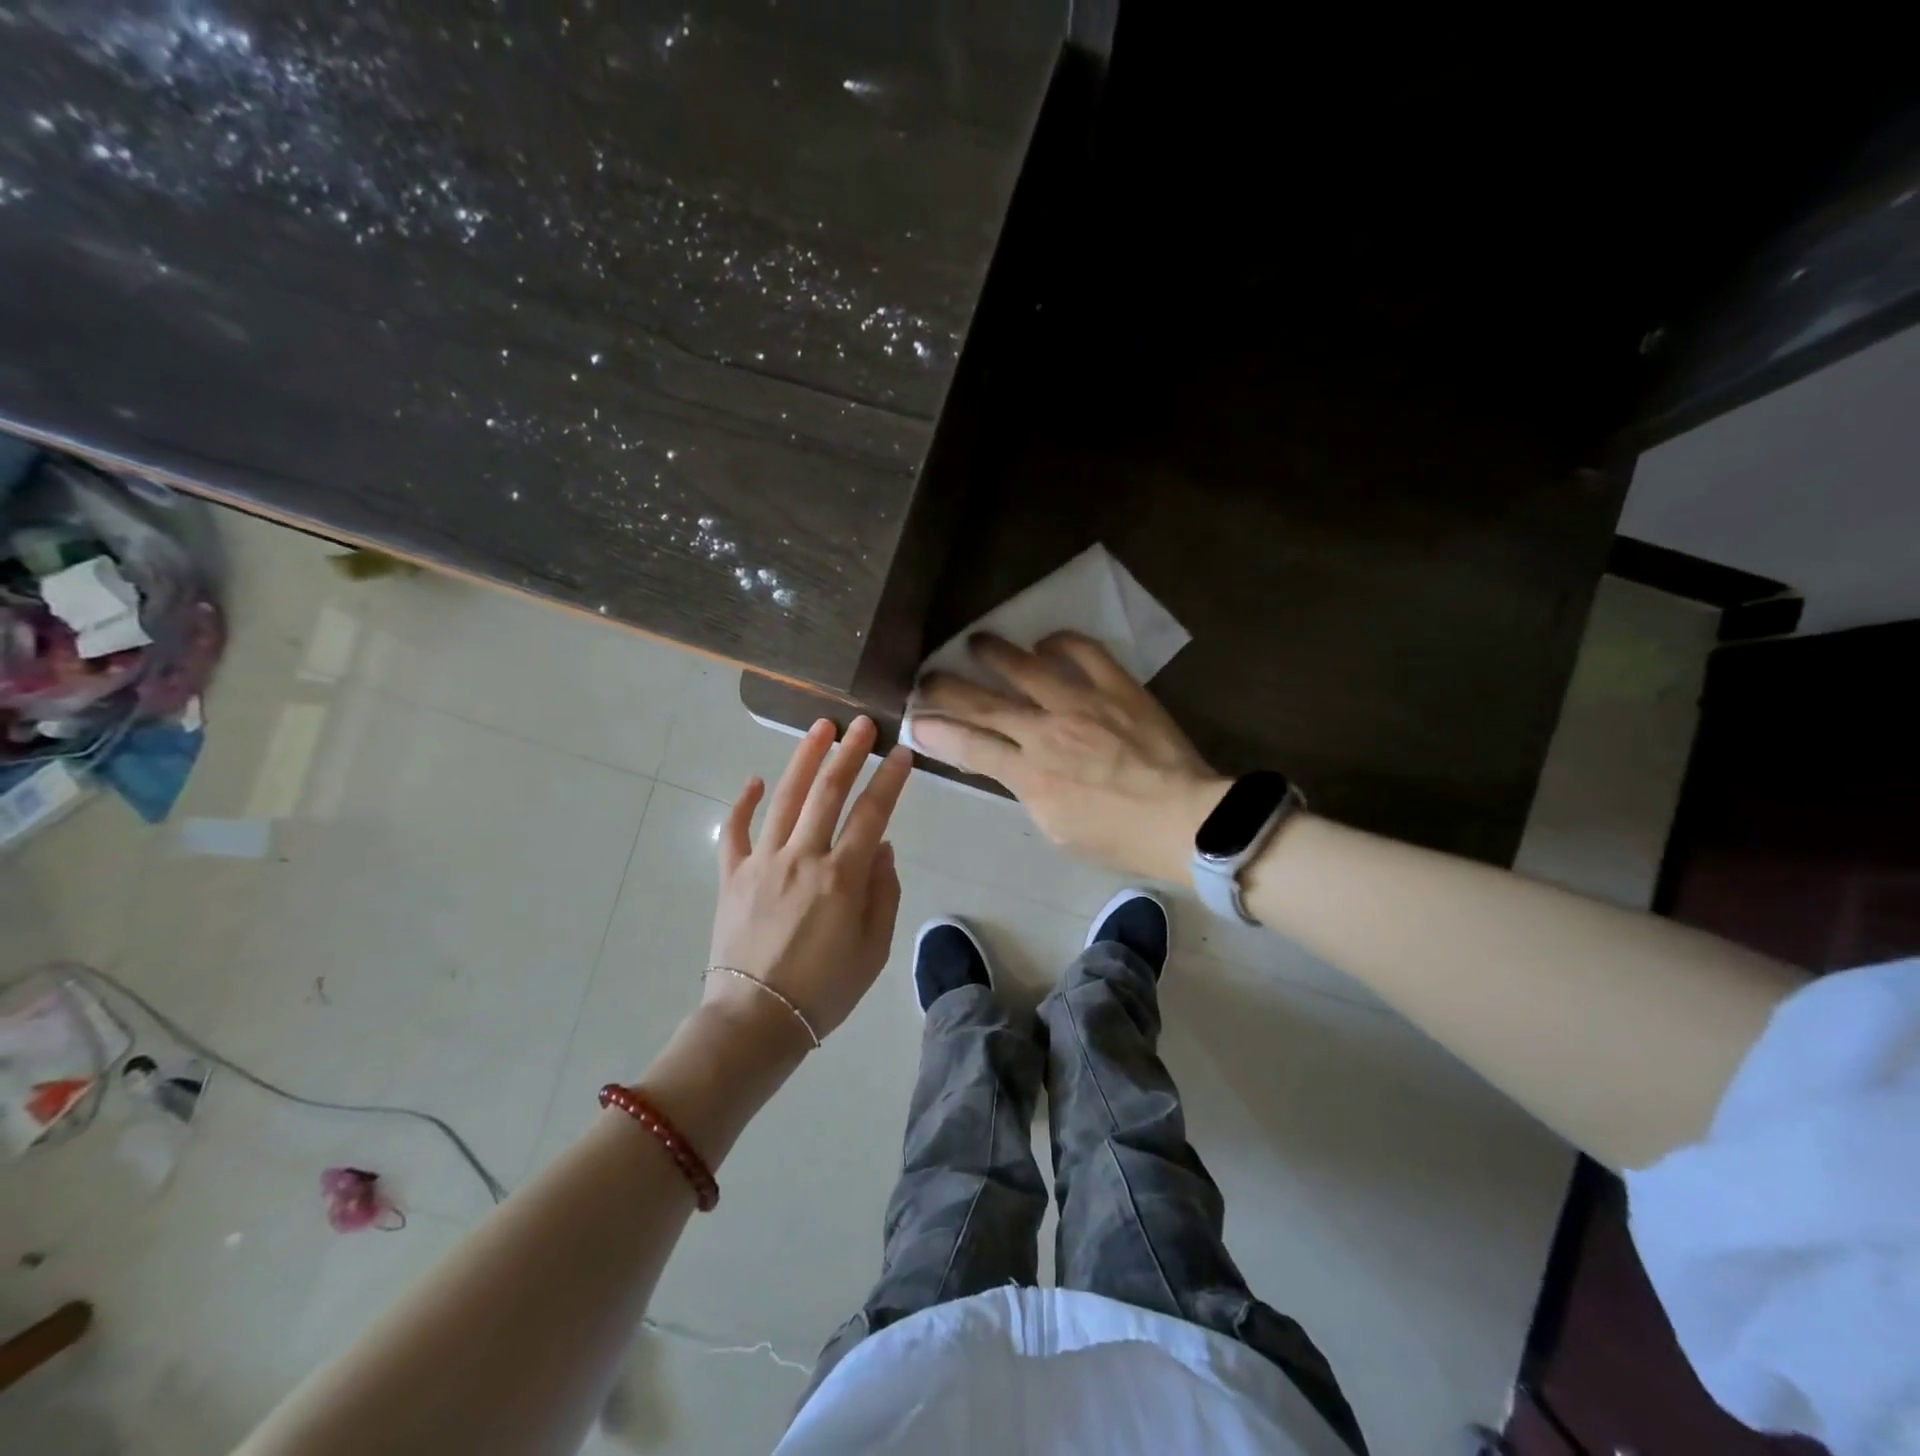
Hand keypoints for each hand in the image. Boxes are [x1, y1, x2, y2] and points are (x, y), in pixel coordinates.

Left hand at [706, 716, 910, 1041]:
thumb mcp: (874, 950)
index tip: (902, 752)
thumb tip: (882, 848)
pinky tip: (755, 780)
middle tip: (862, 723)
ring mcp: (762, 862)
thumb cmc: (824, 991)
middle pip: (828, 792)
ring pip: (785, 798)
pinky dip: (744, 803)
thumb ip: (883, 893)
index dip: (890, 780)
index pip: (873, 814)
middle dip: (848, 752)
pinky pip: (735, 830)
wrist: (755, 1021)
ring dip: (804, 759)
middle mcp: (802, 857)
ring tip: (820, 727)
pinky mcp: (732, 875)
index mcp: (841, 877)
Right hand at [910, 633, 1228, 881]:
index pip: (969, 746)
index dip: (937, 731)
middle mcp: (1046, 731)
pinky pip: (1084, 652)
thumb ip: (1027, 792)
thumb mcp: (1058, 829)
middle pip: (985, 703)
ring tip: (976, 641)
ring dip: (995, 652)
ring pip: (1026, 667)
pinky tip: (1045, 642)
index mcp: (1030, 774)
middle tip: (927, 676)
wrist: (1184, 820)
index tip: (916, 720)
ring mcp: (1082, 704)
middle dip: (948, 688)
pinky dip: (1061, 642)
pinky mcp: (1117, 688)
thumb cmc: (1119, 838)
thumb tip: (1010, 767)